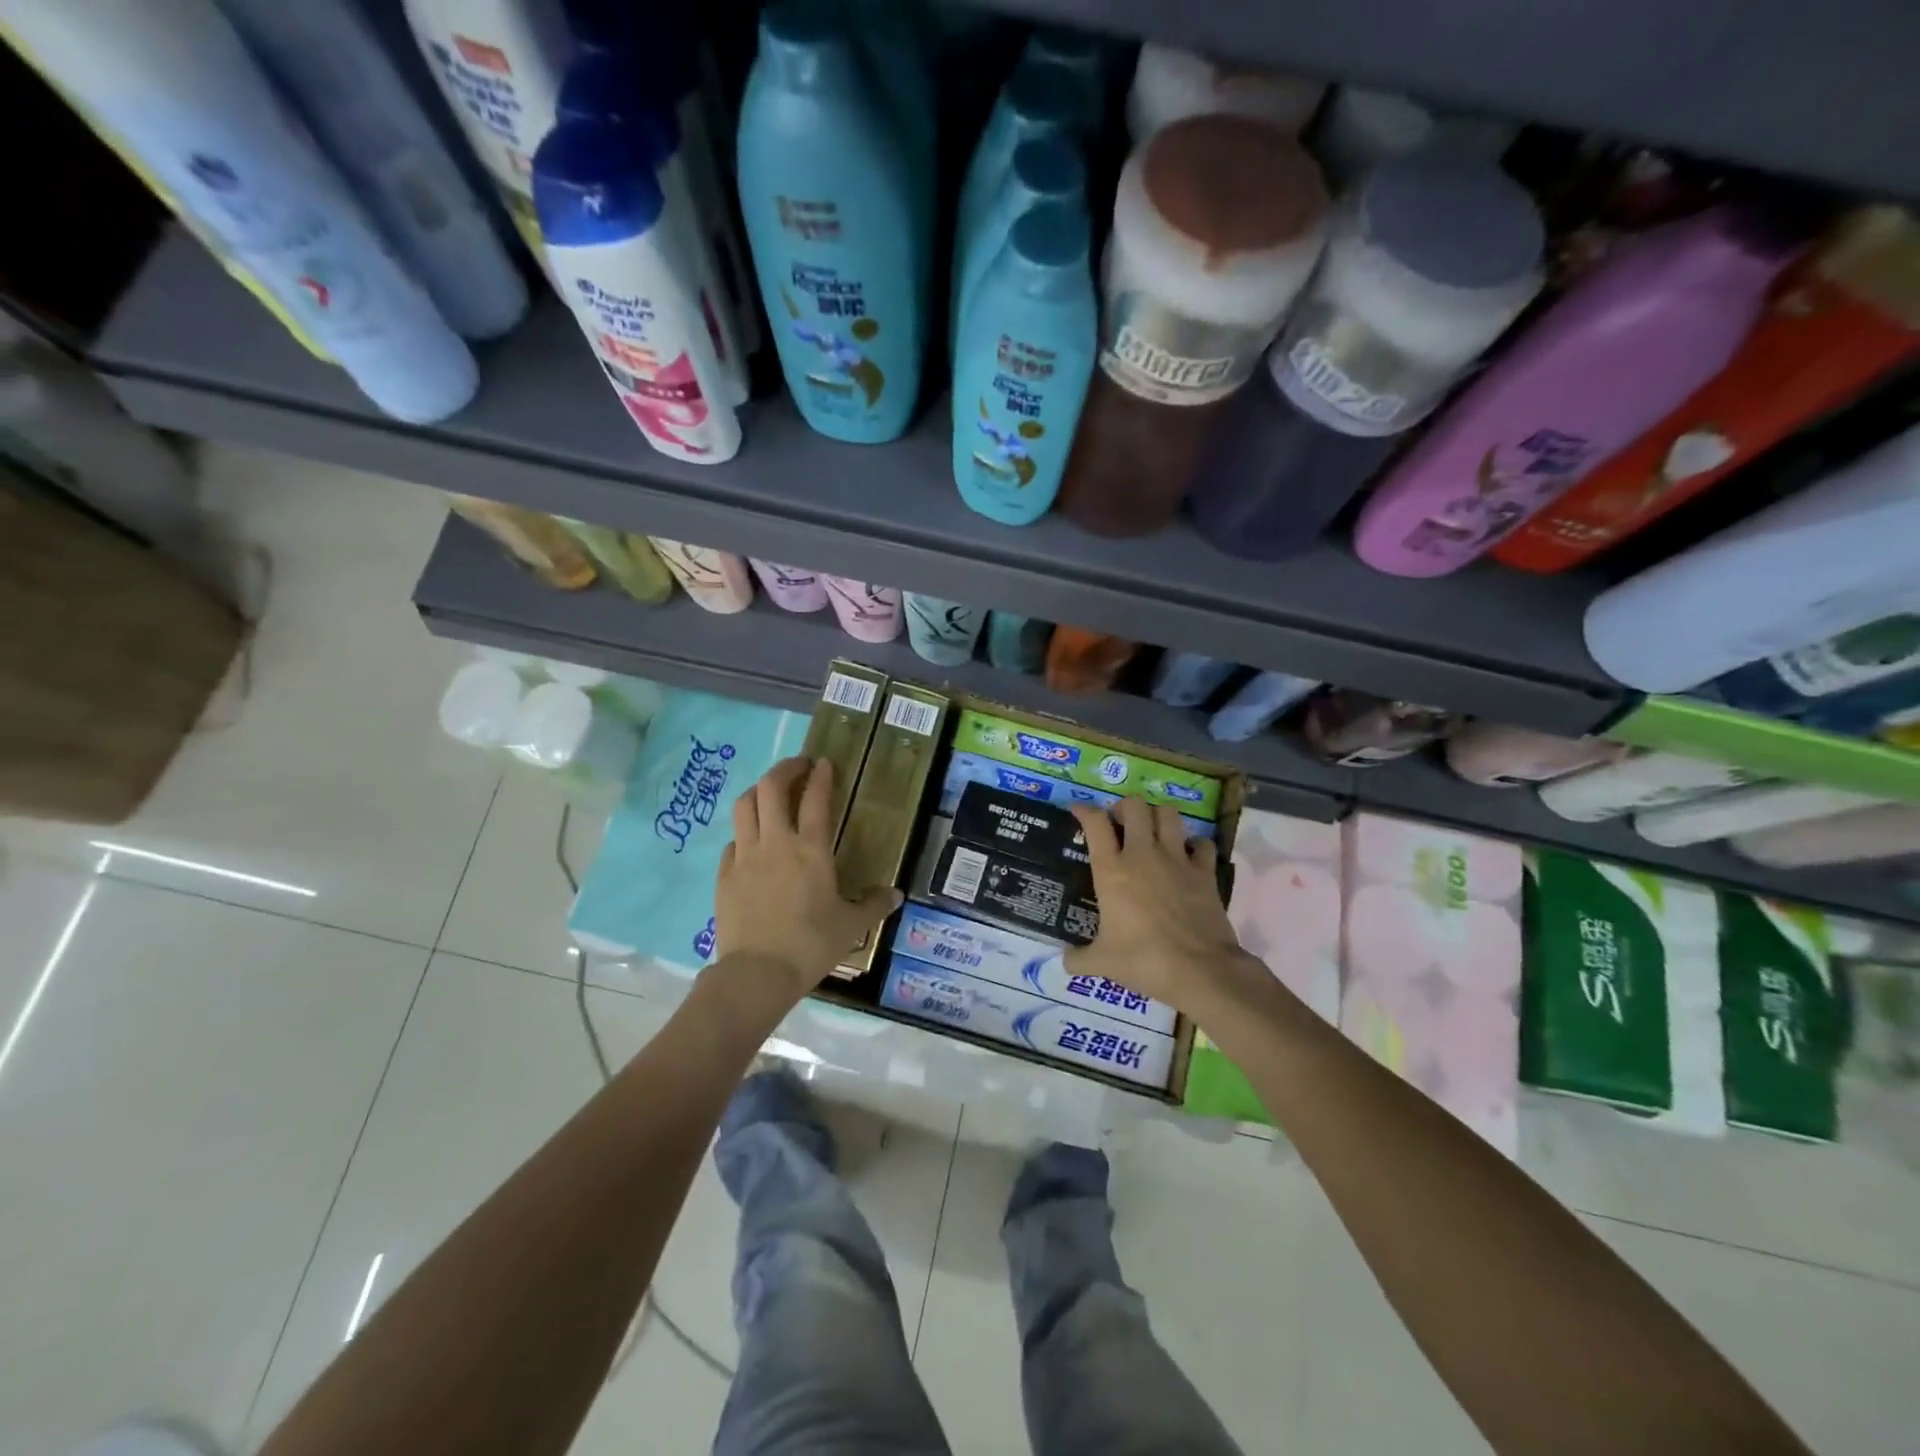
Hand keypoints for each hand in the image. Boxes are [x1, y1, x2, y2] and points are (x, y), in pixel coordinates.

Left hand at [713, 757, 900, 1002]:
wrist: (758, 973)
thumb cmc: (811, 945)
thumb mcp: (852, 926)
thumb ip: (874, 905)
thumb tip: (896, 895)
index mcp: (811, 849)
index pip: (816, 798)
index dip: (821, 776)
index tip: (824, 763)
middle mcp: (776, 842)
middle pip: (771, 788)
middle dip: (785, 769)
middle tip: (798, 767)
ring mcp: (745, 856)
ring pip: (744, 806)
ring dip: (758, 791)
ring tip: (770, 793)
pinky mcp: (724, 875)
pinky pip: (732, 840)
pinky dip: (744, 832)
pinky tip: (751, 842)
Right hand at [1065, 799, 1264, 1019]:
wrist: (1200, 970)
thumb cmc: (1144, 961)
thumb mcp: (1103, 963)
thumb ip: (1079, 958)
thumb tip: (1065, 961)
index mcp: (1112, 870)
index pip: (1095, 823)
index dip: (1084, 810)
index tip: (1079, 810)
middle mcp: (1143, 855)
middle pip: (1135, 806)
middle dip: (1124, 807)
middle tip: (1119, 822)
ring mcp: (1177, 859)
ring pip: (1169, 814)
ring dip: (1158, 816)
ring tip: (1152, 830)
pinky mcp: (1204, 872)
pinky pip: (1201, 843)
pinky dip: (1194, 845)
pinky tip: (1188, 855)